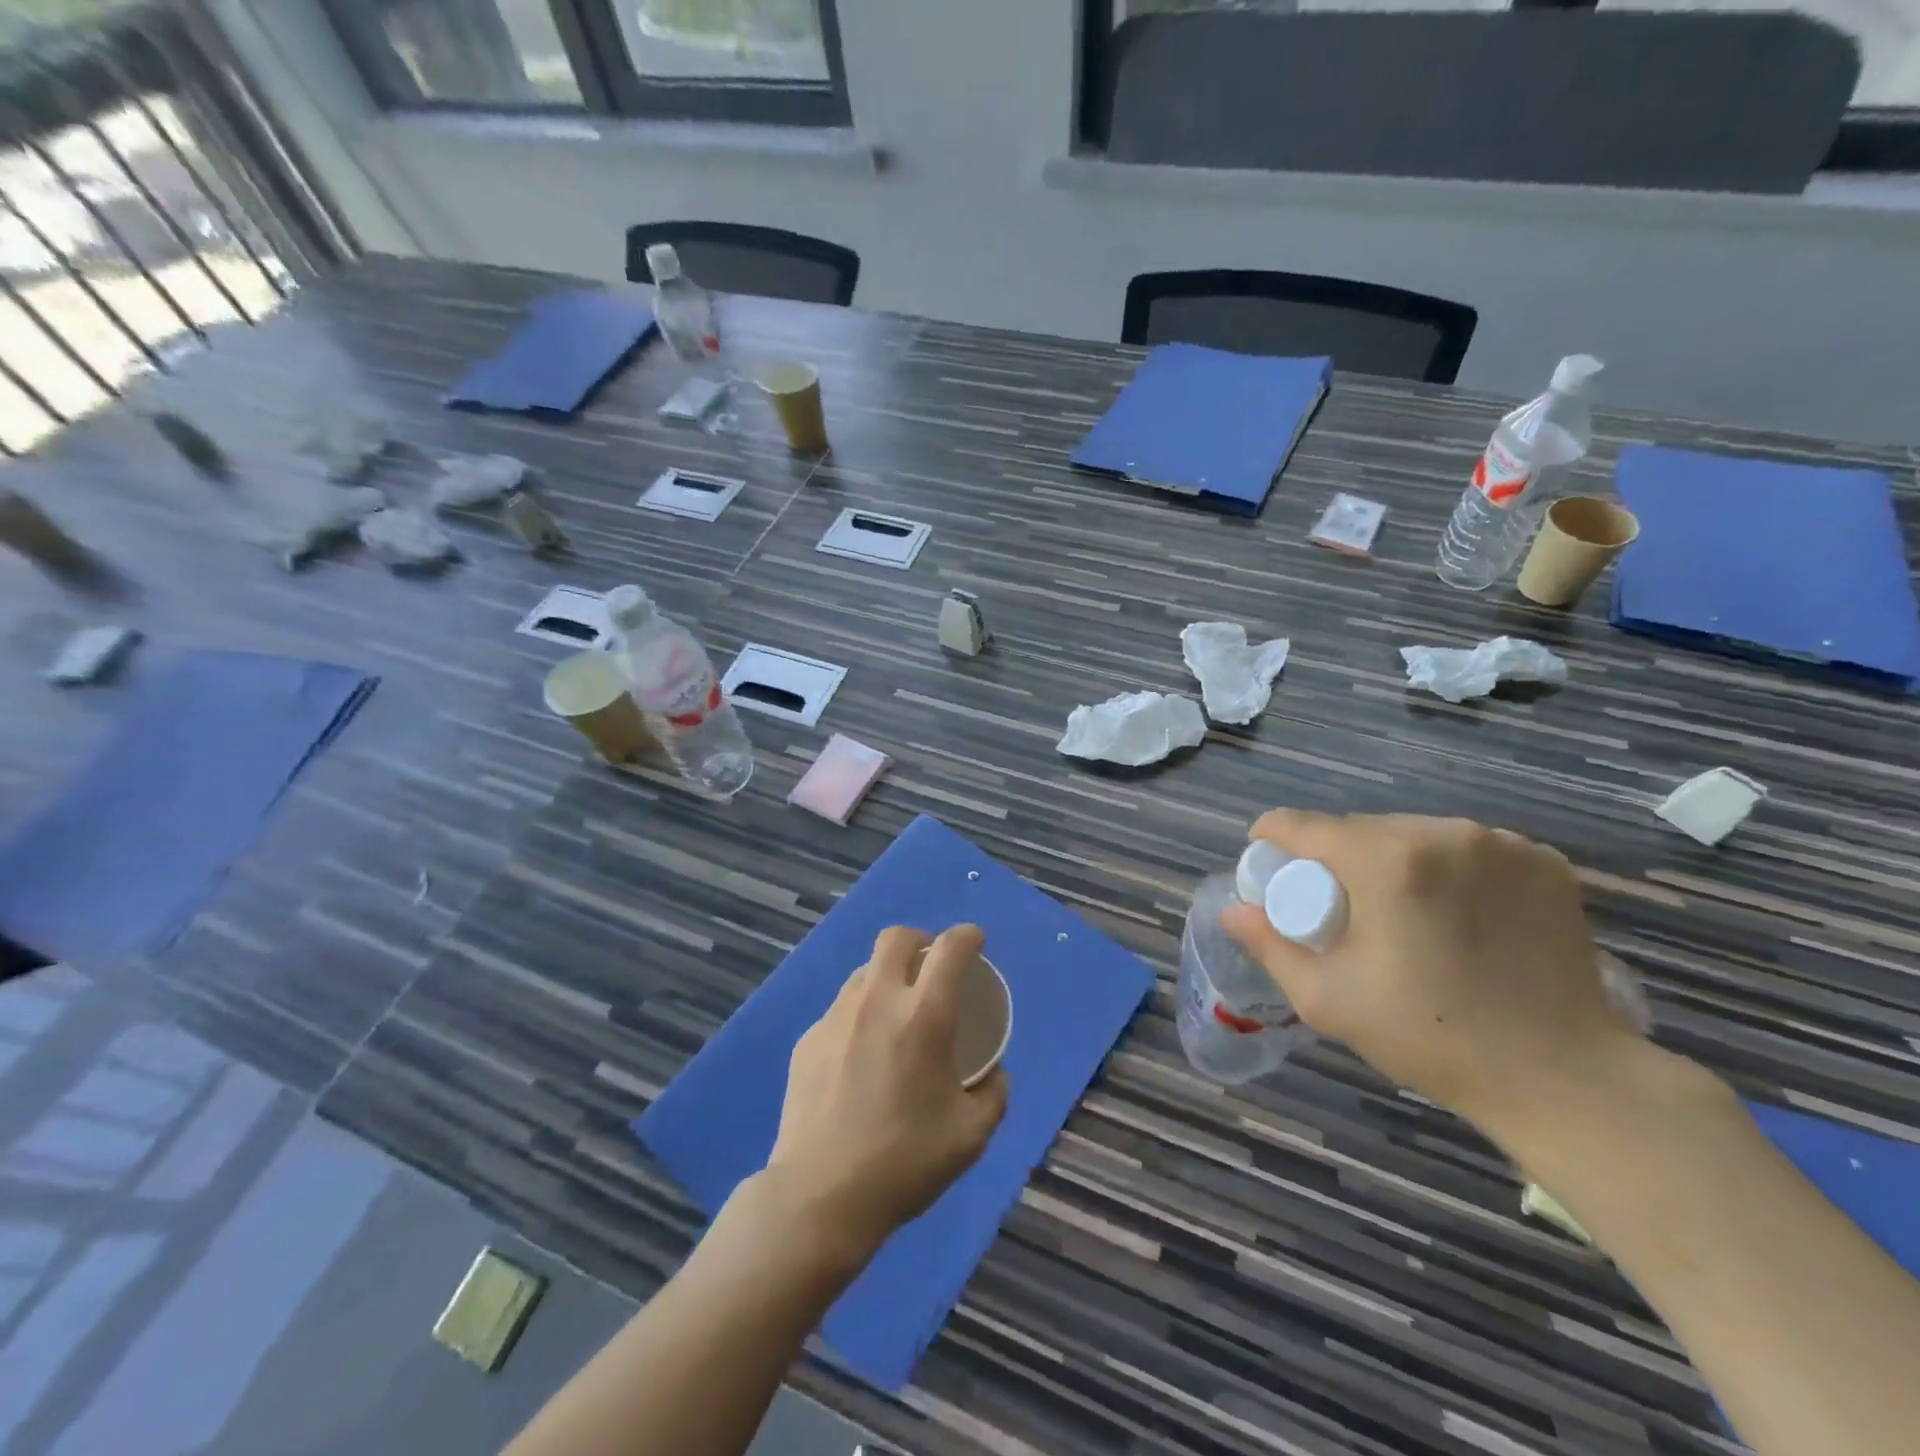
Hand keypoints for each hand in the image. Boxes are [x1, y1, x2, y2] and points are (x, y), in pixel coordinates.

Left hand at [765, 924, 1008, 1266]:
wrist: (820, 1196)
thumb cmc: (905, 1161)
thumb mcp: (971, 1135)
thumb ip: (993, 1094)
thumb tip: (994, 1073)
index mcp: (924, 1016)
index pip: (950, 948)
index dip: (968, 936)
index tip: (975, 942)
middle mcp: (878, 1001)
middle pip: (896, 938)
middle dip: (920, 940)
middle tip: (930, 966)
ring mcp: (836, 1017)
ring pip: (864, 972)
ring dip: (886, 978)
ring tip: (895, 1015)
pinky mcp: (807, 1040)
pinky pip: (840, 1011)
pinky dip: (859, 1017)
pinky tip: (860, 1058)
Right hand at [1221, 811, 1641, 1134]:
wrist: (1565, 1078)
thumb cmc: (1432, 1037)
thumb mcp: (1328, 999)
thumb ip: (1270, 945)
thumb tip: (1233, 909)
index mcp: (1386, 861)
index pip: (1302, 824)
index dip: (1272, 839)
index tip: (1269, 868)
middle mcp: (1441, 833)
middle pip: (1359, 828)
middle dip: (1336, 858)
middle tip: (1339, 908)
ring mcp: (1500, 843)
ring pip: (1413, 833)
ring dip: (1392, 859)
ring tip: (1401, 913)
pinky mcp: (1543, 860)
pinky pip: (1467, 847)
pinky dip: (1447, 867)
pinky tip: (1457, 911)